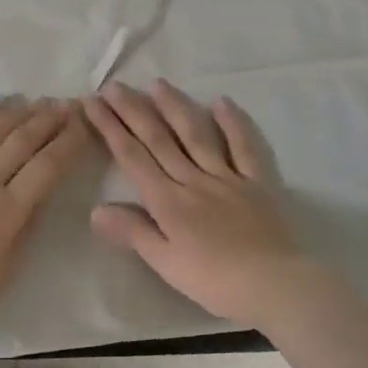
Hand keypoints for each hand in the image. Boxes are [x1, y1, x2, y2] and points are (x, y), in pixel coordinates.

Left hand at [0, 99, 89, 328]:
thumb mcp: (1, 272)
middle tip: (67, 104)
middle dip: (50, 120)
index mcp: (7, 211)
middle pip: (23, 140)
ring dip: (18, 113)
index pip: (47, 166)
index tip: (84, 124)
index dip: (69, 142)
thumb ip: (23, 232)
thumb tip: (38, 199)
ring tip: (37, 102)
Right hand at [83, 80, 313, 327]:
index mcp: (168, 201)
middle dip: (134, 111)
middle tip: (114, 85)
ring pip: (196, 135)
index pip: (132, 157)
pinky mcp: (257, 181)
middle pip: (159, 139)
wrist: (274, 284)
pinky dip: (233, 123)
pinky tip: (221, 101)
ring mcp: (227, 176)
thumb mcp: (165, 263)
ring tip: (158, 84)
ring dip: (175, 107)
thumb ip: (133, 232)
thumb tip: (95, 209)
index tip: (93, 103)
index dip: (110, 128)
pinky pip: (244, 147)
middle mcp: (193, 179)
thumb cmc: (214, 281)